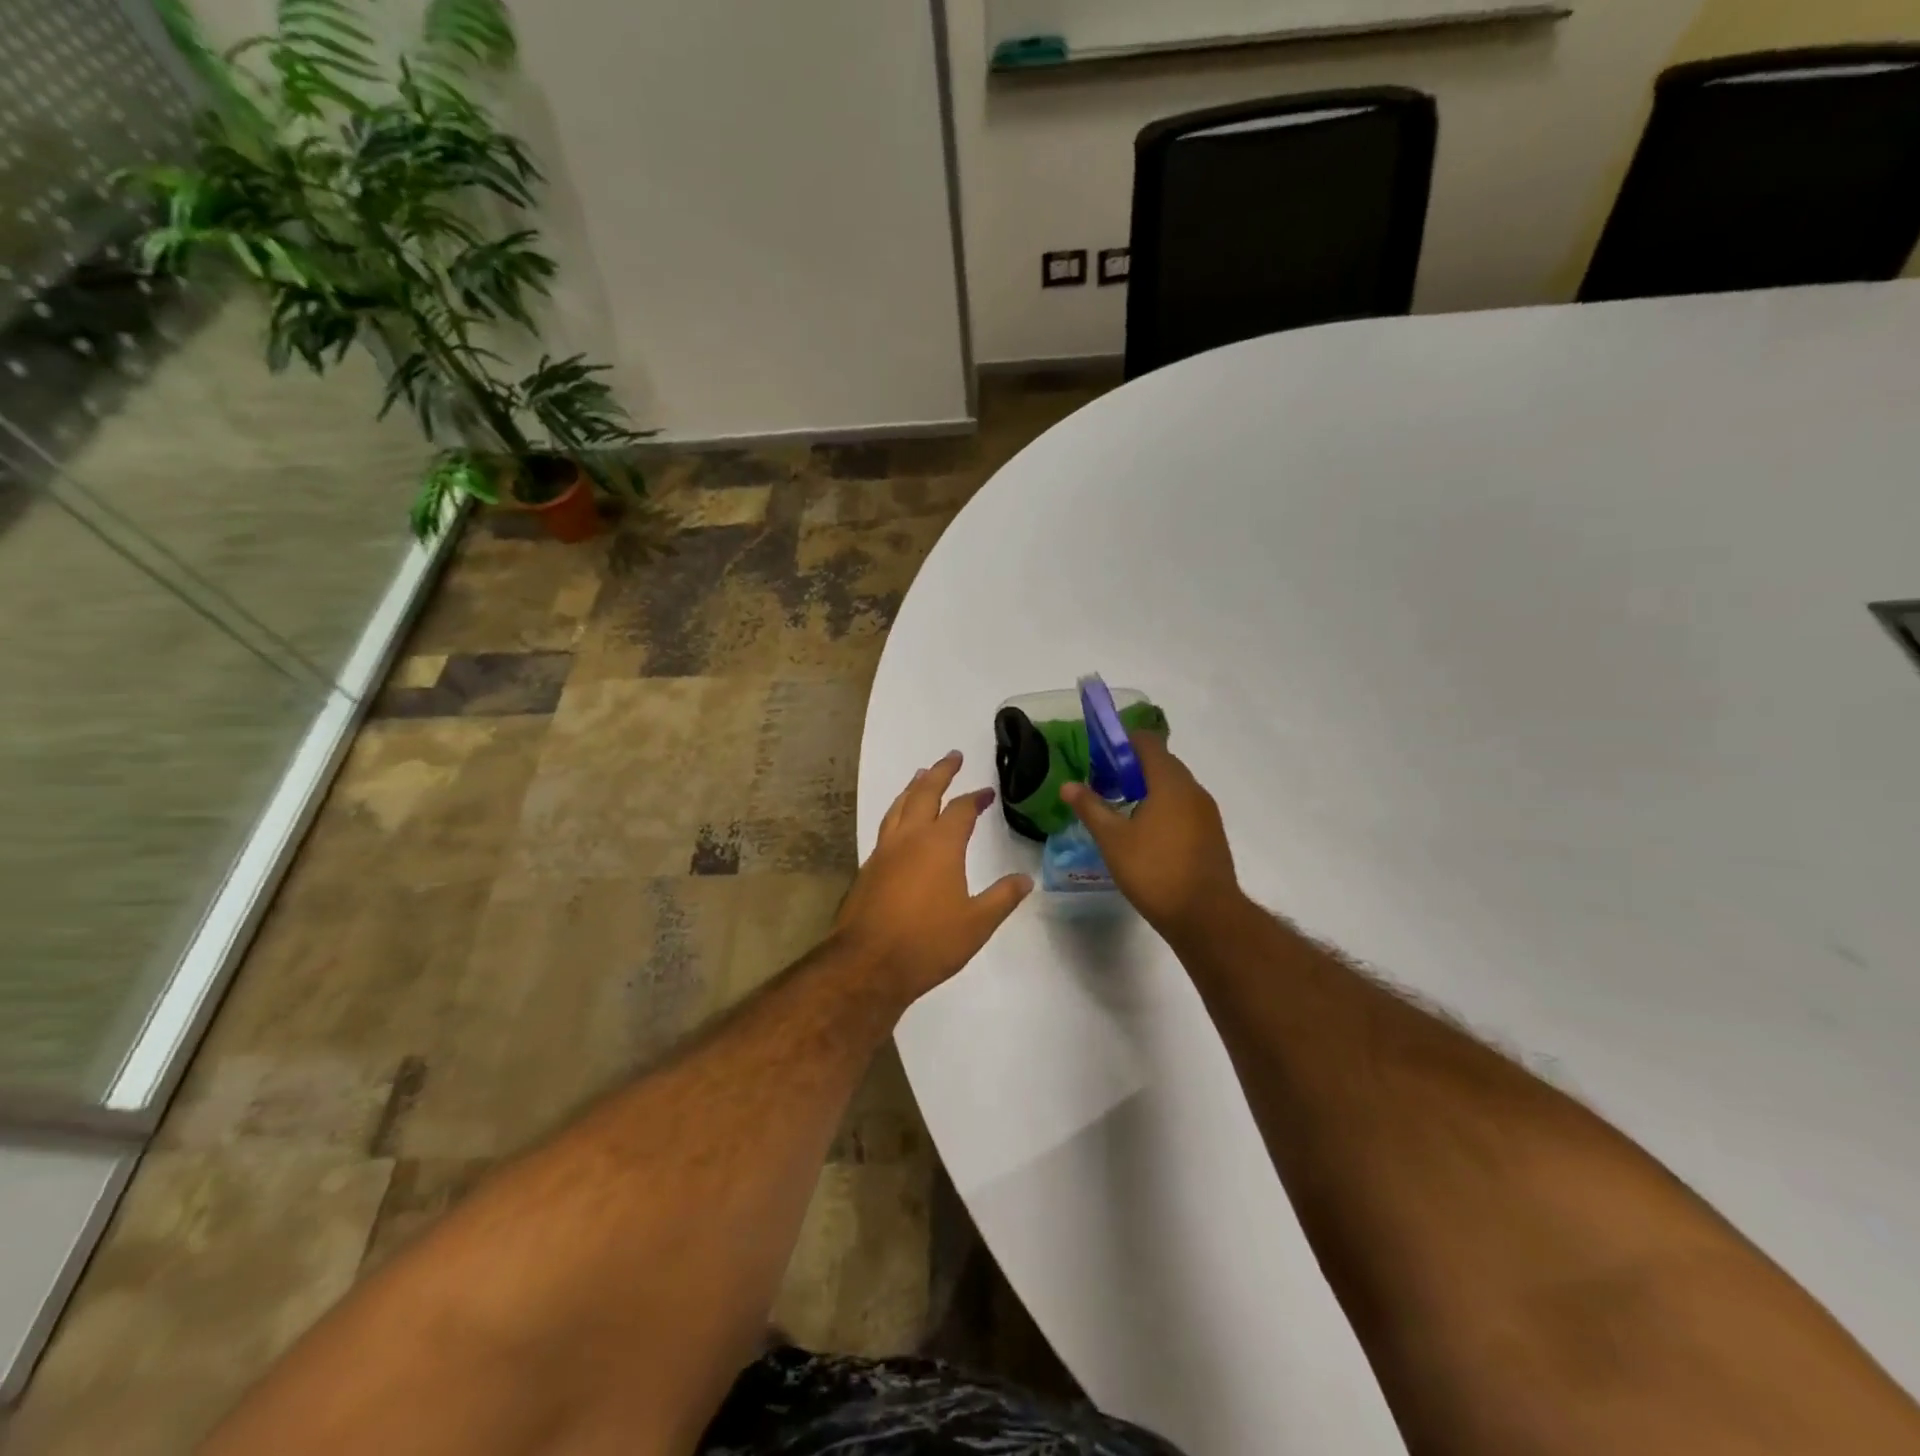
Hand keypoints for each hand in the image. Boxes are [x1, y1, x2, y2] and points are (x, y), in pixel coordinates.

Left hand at [834, 750, 1033, 1004]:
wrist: (868, 964)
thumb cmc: (928, 942)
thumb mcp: (977, 924)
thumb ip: (1002, 898)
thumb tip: (1025, 879)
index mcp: (940, 845)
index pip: (961, 809)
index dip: (975, 798)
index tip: (987, 793)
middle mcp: (910, 838)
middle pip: (924, 793)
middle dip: (940, 772)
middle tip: (952, 756)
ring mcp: (884, 851)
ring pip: (899, 805)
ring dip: (913, 787)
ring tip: (921, 775)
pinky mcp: (868, 867)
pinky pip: (886, 825)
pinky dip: (897, 811)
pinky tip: (900, 821)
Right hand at [1061, 734, 1240, 941]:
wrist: (1206, 916)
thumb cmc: (1154, 871)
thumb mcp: (1113, 840)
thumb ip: (1090, 807)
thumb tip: (1068, 785)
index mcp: (1170, 782)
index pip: (1146, 742)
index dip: (1120, 743)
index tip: (1098, 760)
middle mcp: (1193, 789)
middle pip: (1160, 762)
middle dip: (1130, 768)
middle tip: (1104, 787)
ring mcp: (1206, 812)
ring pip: (1173, 786)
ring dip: (1147, 789)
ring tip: (1121, 812)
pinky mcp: (1211, 833)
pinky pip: (1183, 806)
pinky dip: (1163, 808)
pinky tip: (1145, 834)